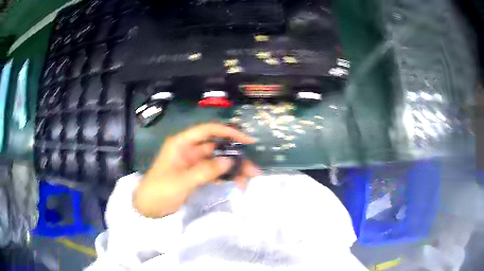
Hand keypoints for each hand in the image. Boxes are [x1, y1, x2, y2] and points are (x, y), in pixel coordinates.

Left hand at [133, 123, 258, 217]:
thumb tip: (229, 161)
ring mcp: (192, 164)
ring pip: (217, 161)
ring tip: (249, 178)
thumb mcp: (182, 180)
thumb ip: (206, 170)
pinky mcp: (194, 176)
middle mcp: (189, 150)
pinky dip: (224, 177)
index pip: (208, 131)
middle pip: (216, 148)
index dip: (228, 132)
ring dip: (232, 168)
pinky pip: (213, 173)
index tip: (246, 140)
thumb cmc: (160, 190)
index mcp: (182, 143)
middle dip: (235, 156)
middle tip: (252, 168)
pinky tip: (237, 183)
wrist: (148, 208)